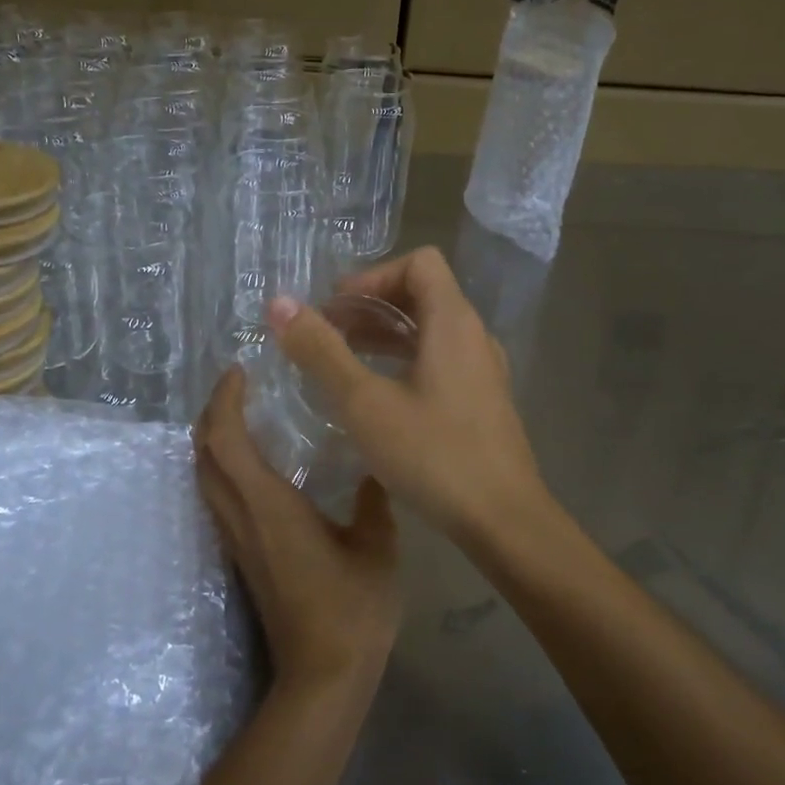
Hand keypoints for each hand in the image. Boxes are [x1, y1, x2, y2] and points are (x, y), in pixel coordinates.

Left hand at [194, 368, 399, 690]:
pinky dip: (222, 467)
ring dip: (212, 440)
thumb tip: (372, 469)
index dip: (224, 399)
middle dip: (210, 413)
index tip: (239, 369)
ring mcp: (236, 539)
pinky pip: (217, 497)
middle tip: (237, 386)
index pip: (225, 439)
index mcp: (268, 504)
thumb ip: (372, 500)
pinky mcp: (241, 557)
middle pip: (202, 453)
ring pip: (204, 477)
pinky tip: (252, 464)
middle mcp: (240, 516)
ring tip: (241, 414)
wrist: (321, 676)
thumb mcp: (377, 546)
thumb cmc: (351, 608)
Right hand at [270, 246, 545, 542]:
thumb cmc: (433, 455)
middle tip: (326, 333)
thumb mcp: (364, 403)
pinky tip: (375, 396)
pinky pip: (439, 361)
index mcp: (454, 322)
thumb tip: (279, 304)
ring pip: (430, 331)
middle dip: (370, 306)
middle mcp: (474, 337)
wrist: (504, 521)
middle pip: (423, 294)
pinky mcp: (482, 402)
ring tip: (341, 361)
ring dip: (384, 335)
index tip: (336, 309)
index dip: (373, 276)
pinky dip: (403, 362)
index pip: (419, 262)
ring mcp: (482, 371)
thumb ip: (321, 351)